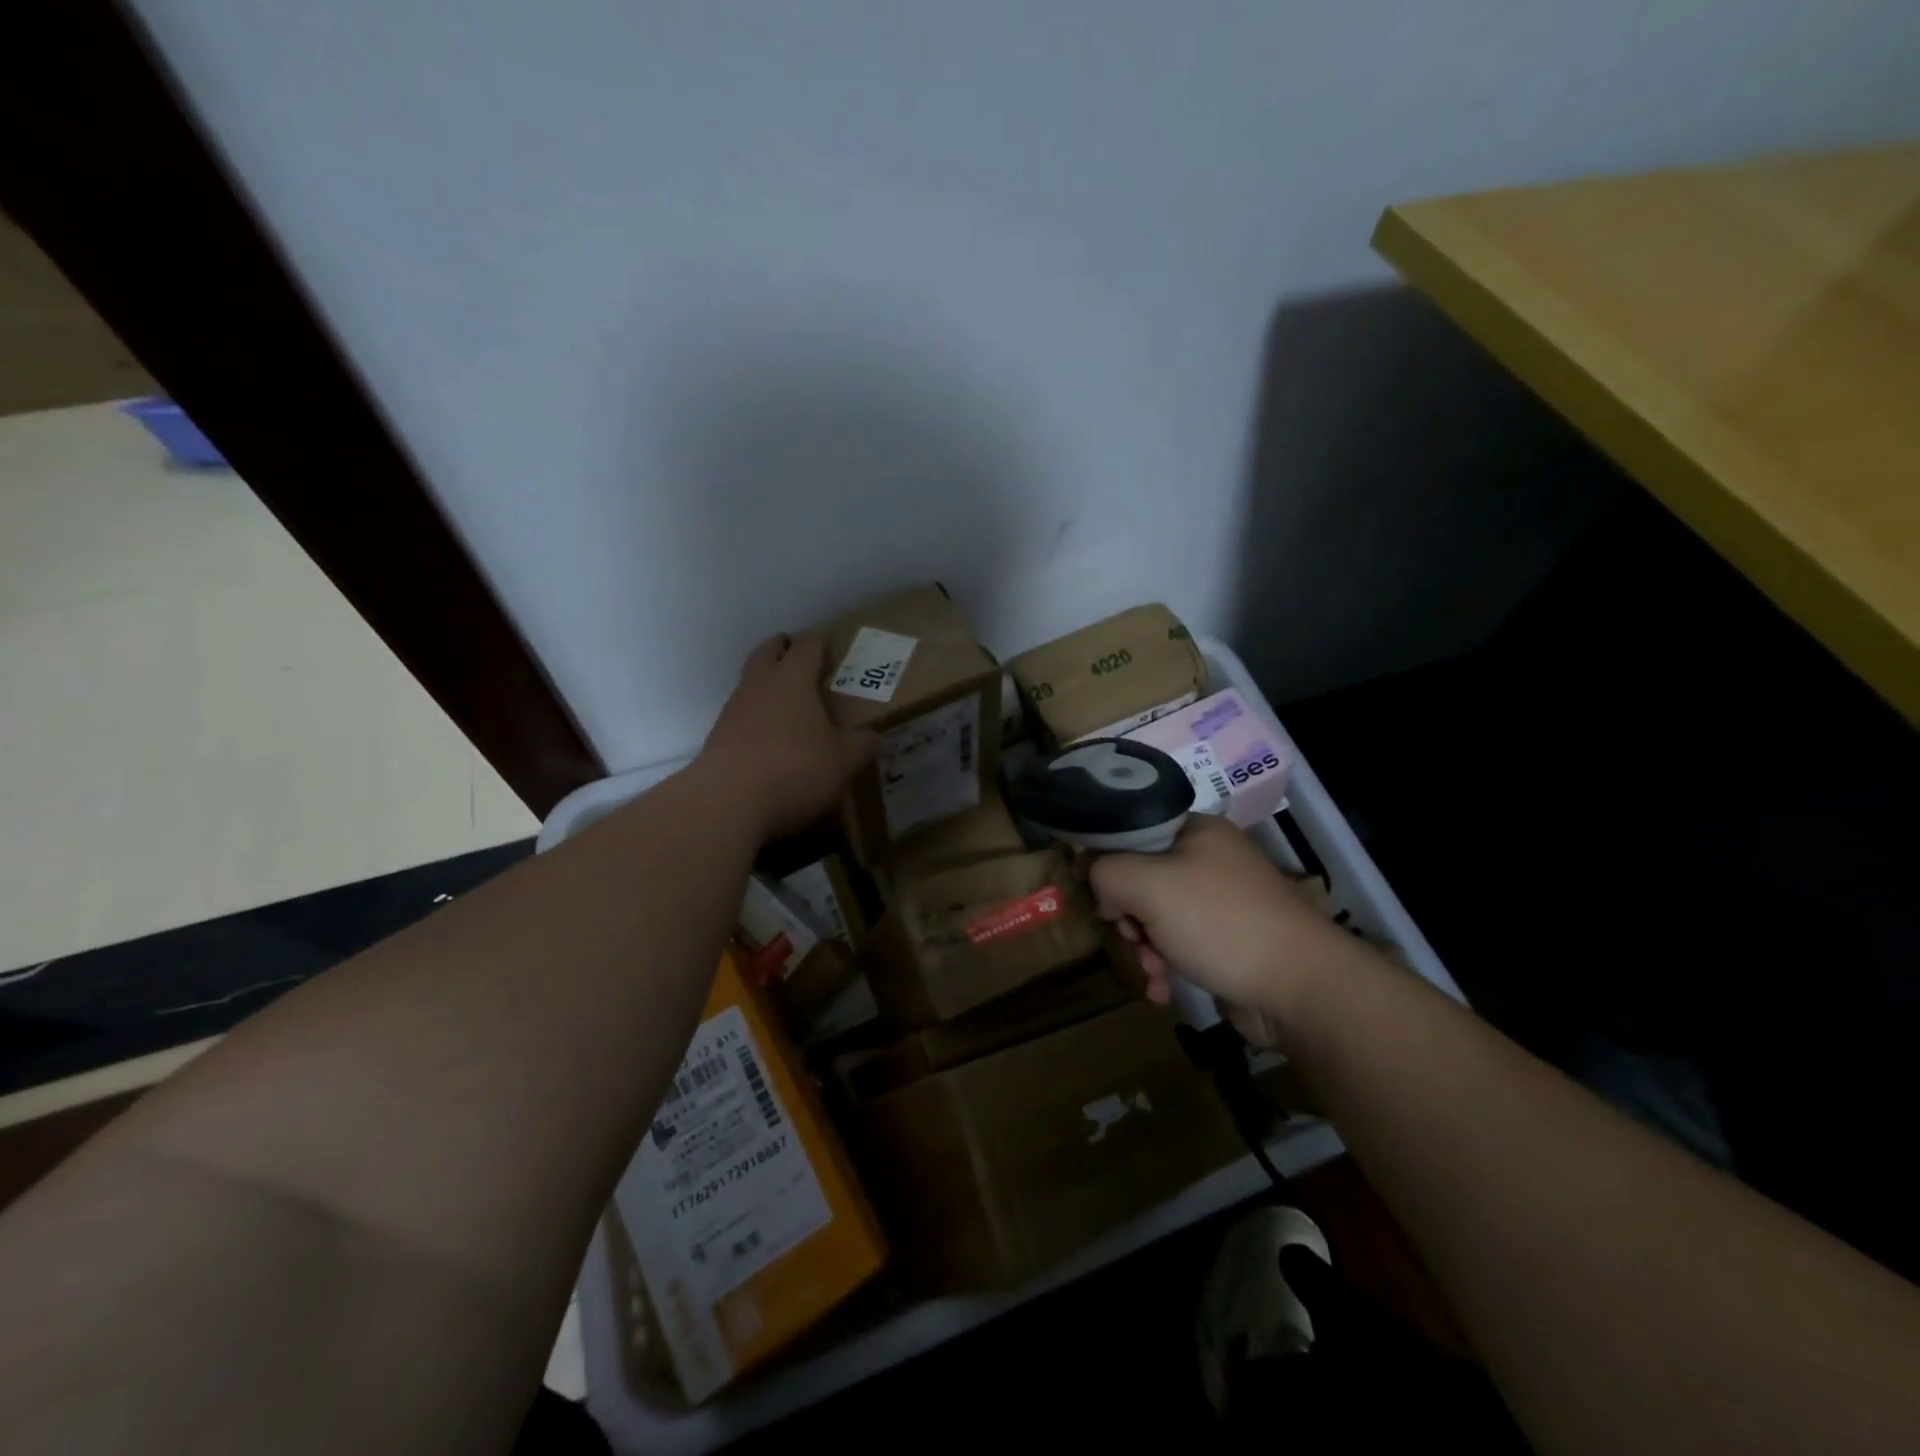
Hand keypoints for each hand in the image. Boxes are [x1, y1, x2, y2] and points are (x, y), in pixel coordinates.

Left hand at [697, 632, 879, 841]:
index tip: (828, 640)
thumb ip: (862, 746)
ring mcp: (733, 711)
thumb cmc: (793, 768)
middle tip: (799, 654)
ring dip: (767, 684)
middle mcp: (759, 686)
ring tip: (789, 701)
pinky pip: (741, 716)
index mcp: (792, 680)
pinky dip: (756, 718)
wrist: (726, 803)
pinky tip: (771, 739)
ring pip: (750, 683)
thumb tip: (877, 737)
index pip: (807, 646)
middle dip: (783, 648)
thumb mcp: (842, 761)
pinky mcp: (718, 739)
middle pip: (767, 653)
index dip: (819, 640)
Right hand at [1087, 815, 1356, 1038]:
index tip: (1096, 893)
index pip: (1131, 832)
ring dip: (1144, 947)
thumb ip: (1107, 871)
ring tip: (1153, 970)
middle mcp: (1209, 860)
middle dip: (1127, 915)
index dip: (1106, 860)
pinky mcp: (1228, 941)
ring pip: (1157, 917)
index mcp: (1196, 831)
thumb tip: (1095, 879)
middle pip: (1141, 878)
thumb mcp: (1148, 886)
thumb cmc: (1220, 923)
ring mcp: (1221, 902)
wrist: (1300, 987)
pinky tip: (1164, 990)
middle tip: (1131, 935)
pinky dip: (1167, 965)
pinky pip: (1180, 944)